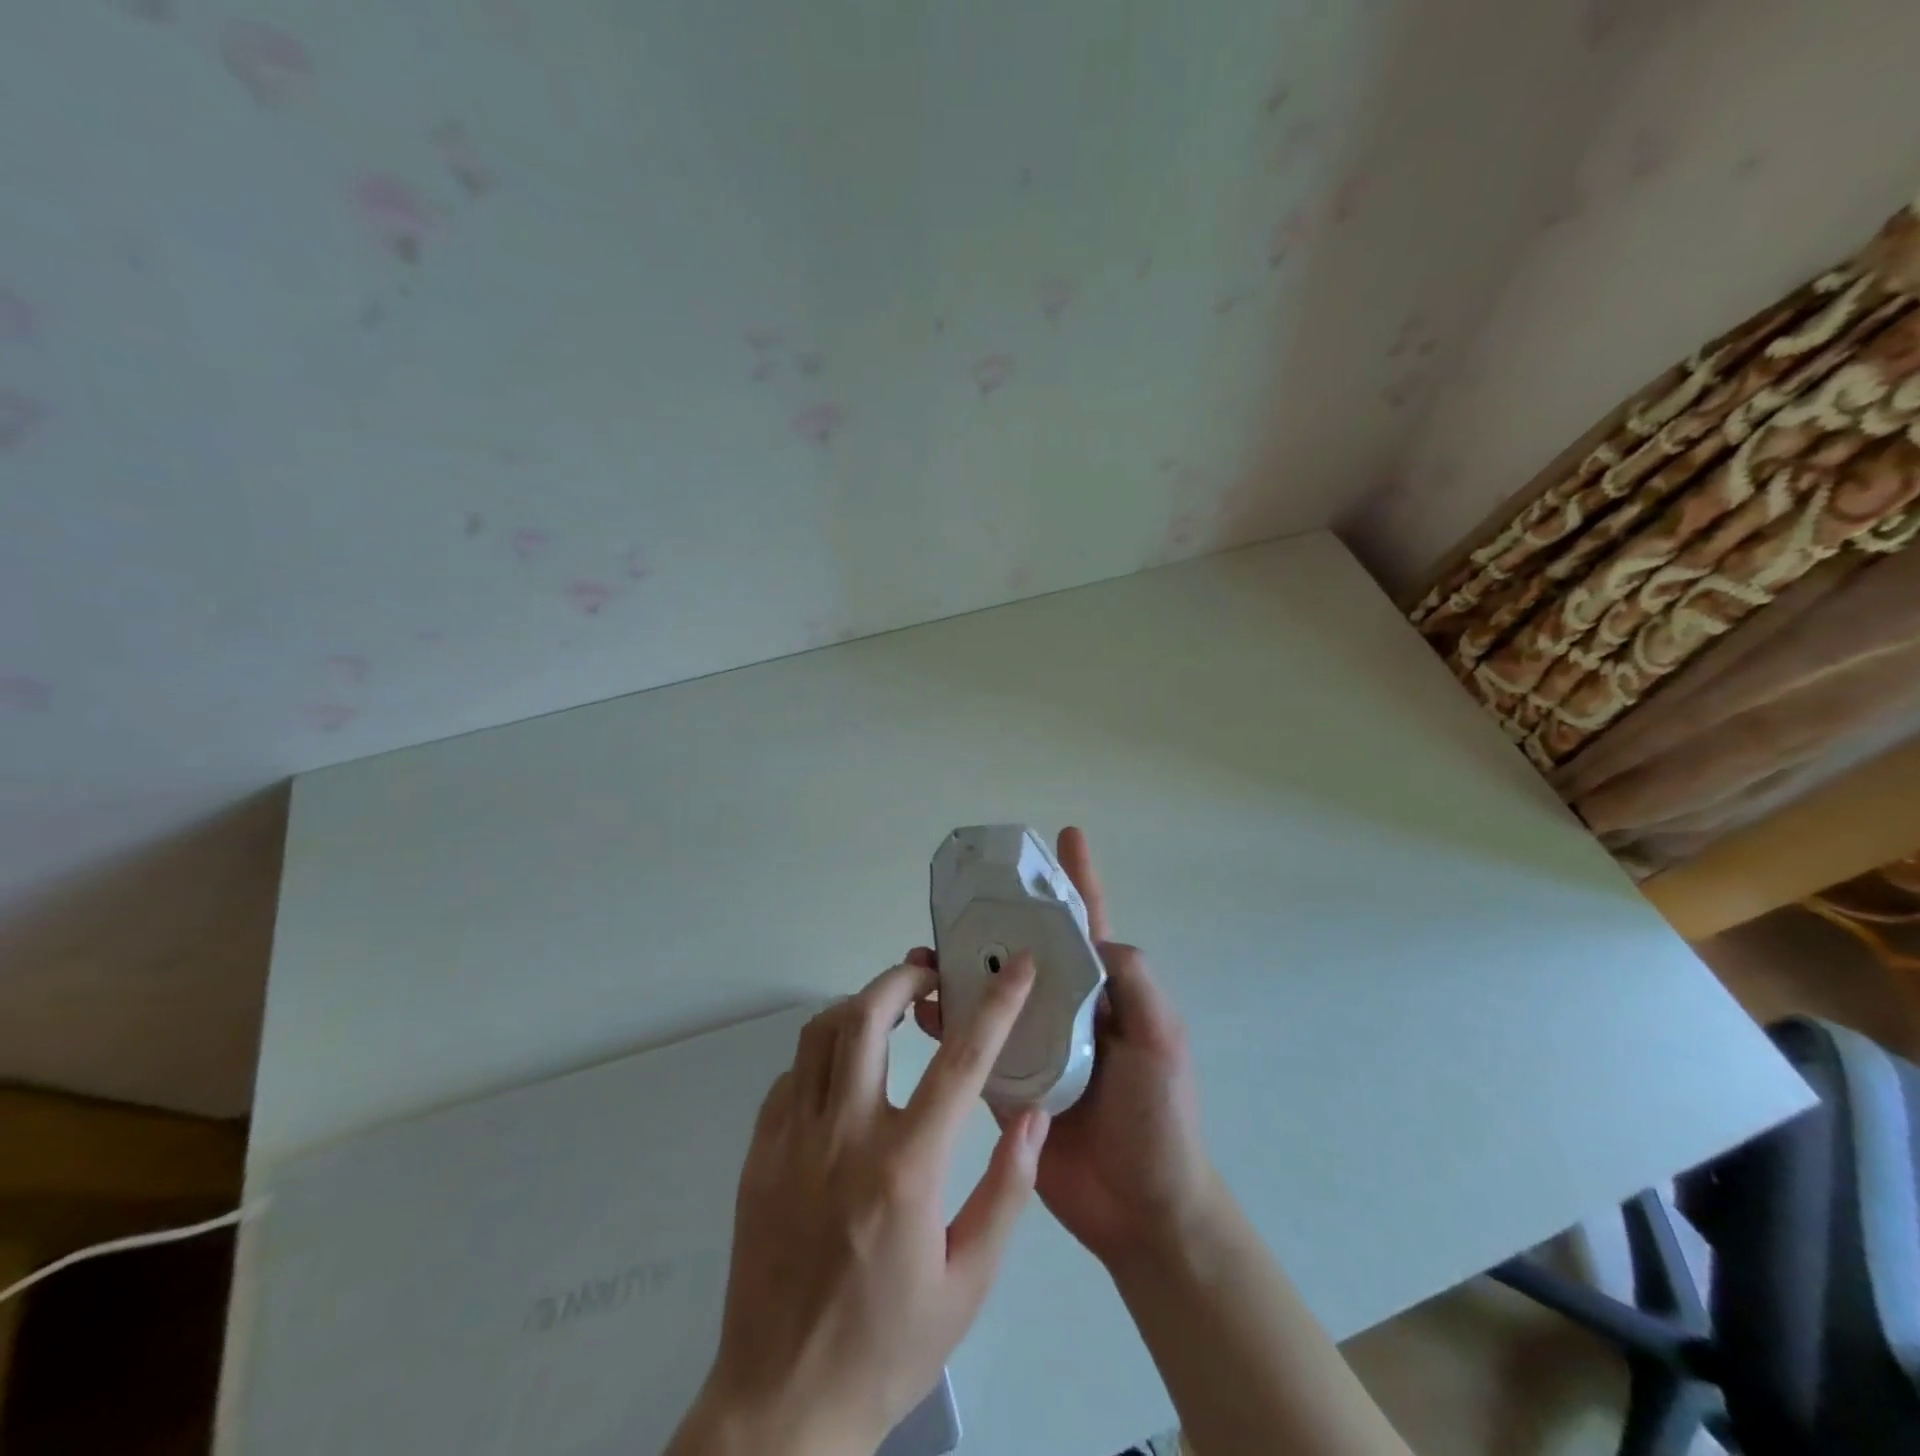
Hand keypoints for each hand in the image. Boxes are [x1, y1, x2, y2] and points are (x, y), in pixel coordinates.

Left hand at [669, 958, 1051, 1455]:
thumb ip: (1006, 1190)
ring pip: (820, 1034)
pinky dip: (822, 1055)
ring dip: (859, 1007)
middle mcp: (843, 1137)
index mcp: (904, 1168)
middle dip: (902, 978)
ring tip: (888, 1012)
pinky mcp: (758, 1155)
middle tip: (929, 976)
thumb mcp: (969, 1283)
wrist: (782, 1408)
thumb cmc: (888, 1345)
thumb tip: (1031, 1114)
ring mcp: (791, 1141)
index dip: (996, 1006)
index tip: (1019, 968)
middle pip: (866, 1017)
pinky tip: (842, 1077)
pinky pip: (791, 1076)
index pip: (960, 1062)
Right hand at [912, 827, 1220, 1274]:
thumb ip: (1132, 981)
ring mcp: (1031, 1044)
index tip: (1064, 833)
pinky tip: (922, 1008)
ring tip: (922, 952)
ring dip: (958, 968)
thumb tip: (1091, 935)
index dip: (1076, 877)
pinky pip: (971, 1043)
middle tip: (956, 900)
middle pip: (1024, 949)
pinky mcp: (1006, 1083)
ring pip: (989, 991)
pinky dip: (946, 1021)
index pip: (1086, 921)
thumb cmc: (1159, 1118)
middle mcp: (1063, 1007)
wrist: (1141, 1210)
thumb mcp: (1161, 1038)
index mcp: (1102, 990)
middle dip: (994, 921)